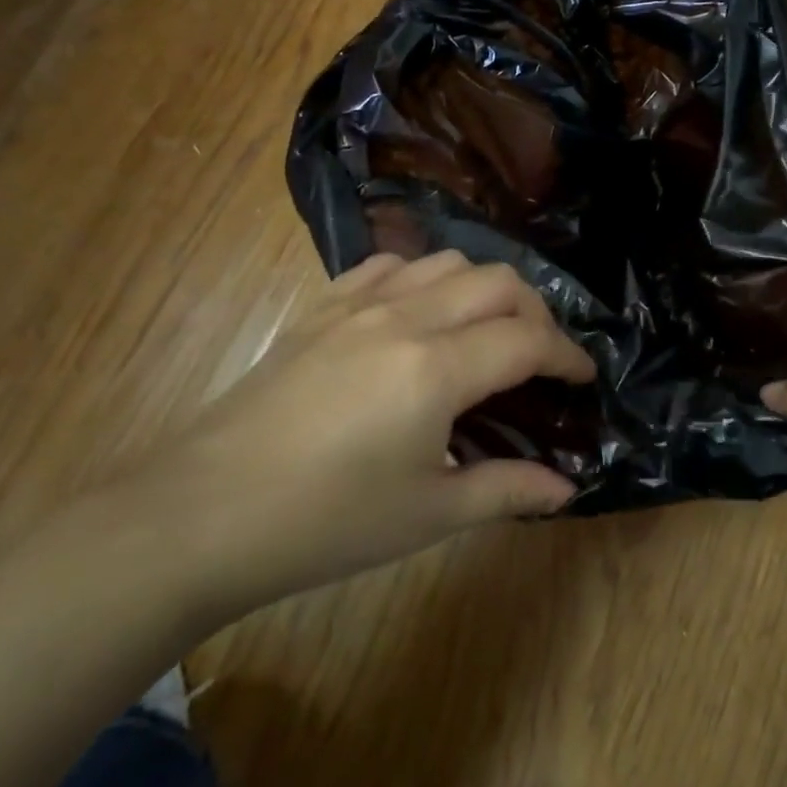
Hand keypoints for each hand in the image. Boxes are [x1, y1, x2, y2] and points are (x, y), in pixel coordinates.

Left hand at [143, 251, 592, 615]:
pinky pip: (389, 265)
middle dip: (536, 312)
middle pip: (497, 281)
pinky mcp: (322, 306)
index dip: (566, 356)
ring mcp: (359, 303)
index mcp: (436, 368)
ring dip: (484, 287)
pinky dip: (424, 277)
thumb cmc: (324, 523)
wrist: (202, 514)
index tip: (584, 377)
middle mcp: (405, 317)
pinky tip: (420, 311)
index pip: (527, 340)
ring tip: (489, 329)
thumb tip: (566, 488)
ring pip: (446, 262)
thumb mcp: (427, 514)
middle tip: (542, 356)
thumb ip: (506, 490)